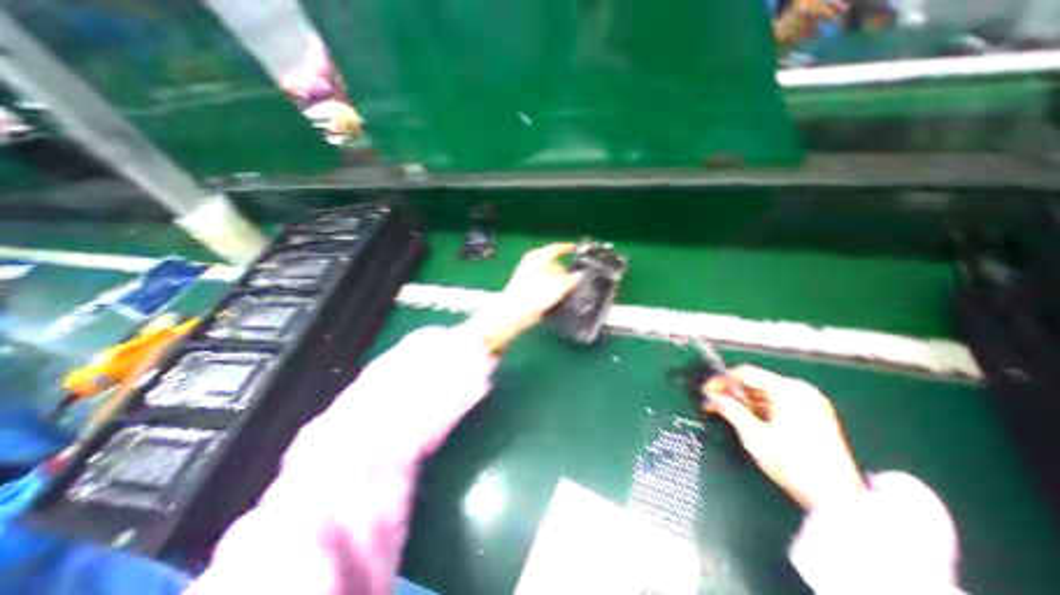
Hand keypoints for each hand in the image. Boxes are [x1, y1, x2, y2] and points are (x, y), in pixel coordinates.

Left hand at [459, 241, 578, 353]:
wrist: (515, 313)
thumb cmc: (536, 294)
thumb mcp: (560, 284)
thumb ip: (572, 278)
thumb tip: (580, 275)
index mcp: (538, 257)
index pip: (556, 248)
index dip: (567, 247)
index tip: (575, 248)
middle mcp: (531, 264)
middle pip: (552, 263)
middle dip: (564, 270)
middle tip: (576, 276)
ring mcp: (527, 277)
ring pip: (548, 276)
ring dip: (558, 281)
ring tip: (569, 290)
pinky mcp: (525, 290)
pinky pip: (543, 287)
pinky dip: (551, 290)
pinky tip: (558, 298)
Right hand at [703, 365, 859, 508]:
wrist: (839, 501)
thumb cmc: (793, 464)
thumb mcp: (755, 436)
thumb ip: (730, 410)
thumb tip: (711, 397)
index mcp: (788, 390)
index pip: (745, 373)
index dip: (721, 380)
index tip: (706, 392)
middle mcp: (800, 390)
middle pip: (756, 381)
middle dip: (732, 392)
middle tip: (713, 403)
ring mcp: (809, 403)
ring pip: (765, 392)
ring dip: (744, 400)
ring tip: (725, 412)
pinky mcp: (813, 415)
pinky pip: (777, 402)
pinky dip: (759, 408)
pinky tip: (746, 418)